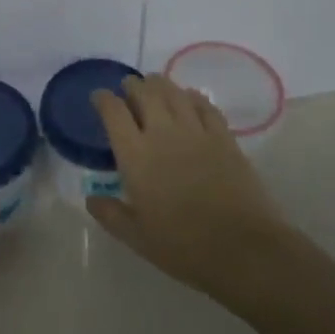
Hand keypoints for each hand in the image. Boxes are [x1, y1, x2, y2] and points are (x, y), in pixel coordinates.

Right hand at [86, 74, 283, 301]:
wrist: (243, 249)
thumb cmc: (183, 246)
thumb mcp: (136, 237)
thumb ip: (110, 214)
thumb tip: (91, 199)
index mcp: (135, 155)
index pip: (113, 112)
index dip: (103, 99)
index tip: (99, 97)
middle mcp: (163, 133)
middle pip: (144, 93)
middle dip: (133, 86)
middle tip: (128, 88)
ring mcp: (196, 132)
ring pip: (174, 93)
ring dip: (160, 85)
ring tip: (154, 85)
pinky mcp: (224, 138)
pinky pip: (205, 106)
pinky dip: (193, 97)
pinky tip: (190, 98)